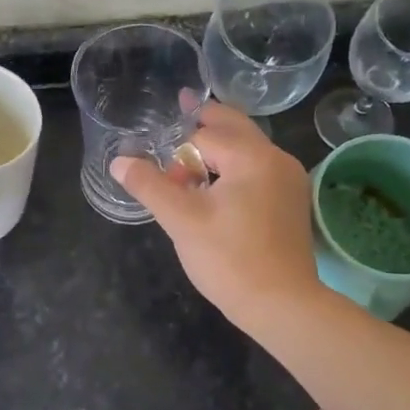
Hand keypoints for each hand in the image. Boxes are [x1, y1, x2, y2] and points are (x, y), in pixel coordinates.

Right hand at [110, 102, 322, 330]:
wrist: (283, 306)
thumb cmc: (230, 259)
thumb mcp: (181, 220)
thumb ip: (149, 185)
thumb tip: (119, 161)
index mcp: (251, 156)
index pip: (203, 136)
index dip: (177, 156)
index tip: (163, 176)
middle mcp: (275, 159)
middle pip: (234, 126)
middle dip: (205, 119)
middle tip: (182, 103)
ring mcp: (288, 180)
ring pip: (247, 148)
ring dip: (219, 146)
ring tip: (194, 153)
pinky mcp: (290, 201)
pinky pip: (257, 168)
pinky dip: (234, 166)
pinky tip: (218, 185)